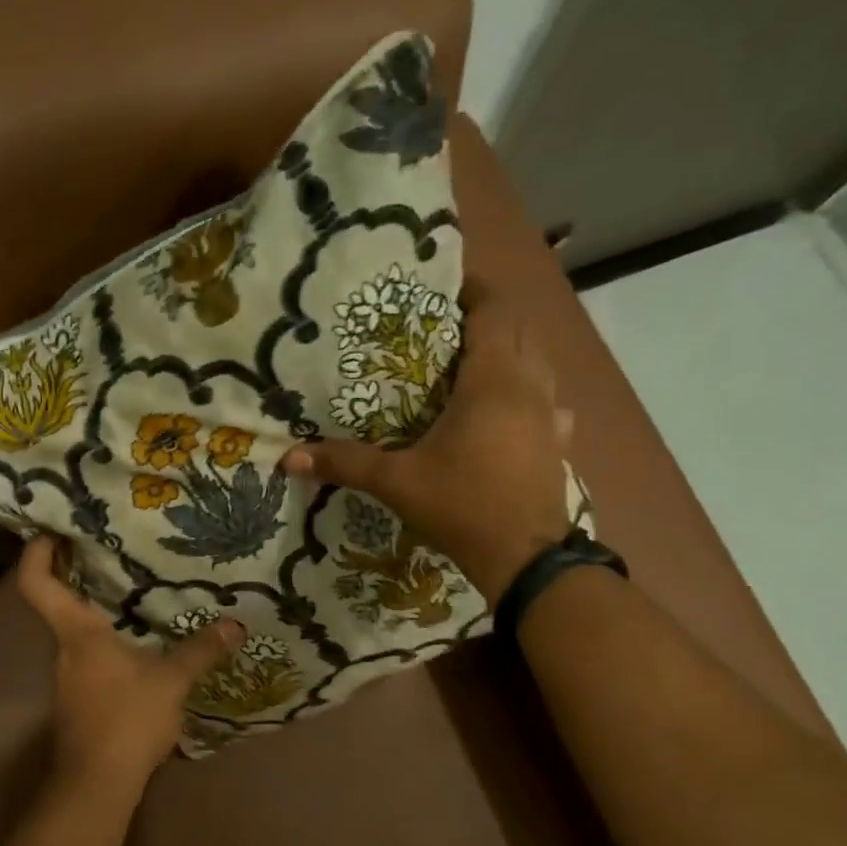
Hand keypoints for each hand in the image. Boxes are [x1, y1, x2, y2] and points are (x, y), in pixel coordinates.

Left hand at [17, 535, 243, 794]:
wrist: (97, 786)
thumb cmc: (126, 720)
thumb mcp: (172, 681)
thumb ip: (201, 650)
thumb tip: (235, 624)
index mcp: (77, 633)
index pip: (37, 583)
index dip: (37, 553)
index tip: (52, 530)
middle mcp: (65, 650)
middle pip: (59, 602)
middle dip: (80, 576)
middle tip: (113, 551)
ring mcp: (69, 677)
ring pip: (78, 633)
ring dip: (100, 612)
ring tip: (137, 594)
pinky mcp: (80, 699)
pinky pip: (91, 656)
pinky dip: (110, 642)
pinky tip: (140, 645)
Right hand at [285, 293, 574, 604]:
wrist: (524, 559)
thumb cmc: (461, 506)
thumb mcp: (397, 482)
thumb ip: (345, 463)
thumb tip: (288, 457)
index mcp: (492, 381)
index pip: (493, 312)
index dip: (473, 291)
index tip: (442, 286)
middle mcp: (529, 386)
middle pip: (519, 329)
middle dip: (488, 316)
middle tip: (445, 322)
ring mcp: (551, 414)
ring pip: (539, 361)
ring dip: (512, 349)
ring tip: (474, 357)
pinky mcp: (559, 442)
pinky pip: (551, 399)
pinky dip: (532, 390)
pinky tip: (514, 408)